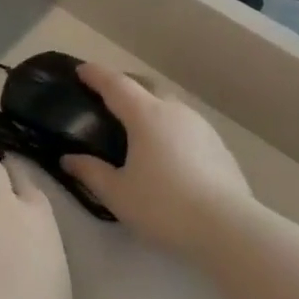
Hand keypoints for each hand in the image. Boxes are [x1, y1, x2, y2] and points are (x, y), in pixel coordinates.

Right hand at [60, 64, 256, 261]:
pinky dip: (169, 128)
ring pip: (169, 105)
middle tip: (107, 97)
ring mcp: (201, 127)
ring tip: (137, 126)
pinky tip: (167, 151)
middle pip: (145, 87)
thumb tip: (69, 159)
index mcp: (145, 115)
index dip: (96, 75)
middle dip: (124, 86)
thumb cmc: (164, 206)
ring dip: (150, 107)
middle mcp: (174, 111)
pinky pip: (186, 126)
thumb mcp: (118, 194)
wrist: (229, 228)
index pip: (115, 84)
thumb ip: (90, 172)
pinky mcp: (219, 146)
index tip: (81, 70)